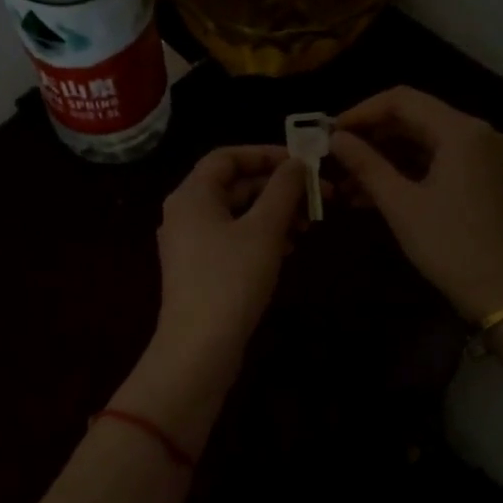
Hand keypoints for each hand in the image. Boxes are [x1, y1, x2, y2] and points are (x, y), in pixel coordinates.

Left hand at [152, 145, 303, 360]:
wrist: (199, 348)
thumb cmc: (231, 280)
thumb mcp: (264, 230)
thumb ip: (283, 190)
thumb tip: (297, 163)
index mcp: (192, 195)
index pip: (227, 157)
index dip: (265, 154)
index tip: (301, 163)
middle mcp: (185, 213)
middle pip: (234, 185)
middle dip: (277, 189)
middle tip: (317, 197)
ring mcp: (190, 244)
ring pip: (236, 214)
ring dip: (273, 214)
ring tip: (307, 226)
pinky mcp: (199, 270)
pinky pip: (232, 239)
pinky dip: (260, 237)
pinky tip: (287, 249)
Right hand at [330, 87, 502, 321]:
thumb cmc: (450, 246)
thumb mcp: (401, 205)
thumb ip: (366, 165)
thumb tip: (335, 138)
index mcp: (463, 131)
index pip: (403, 100)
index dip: (362, 112)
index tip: (330, 132)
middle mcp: (481, 133)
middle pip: (416, 119)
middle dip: (373, 138)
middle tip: (335, 158)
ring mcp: (488, 157)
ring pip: (427, 143)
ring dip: (387, 159)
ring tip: (347, 183)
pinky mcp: (488, 179)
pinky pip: (441, 163)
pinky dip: (409, 173)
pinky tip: (374, 194)